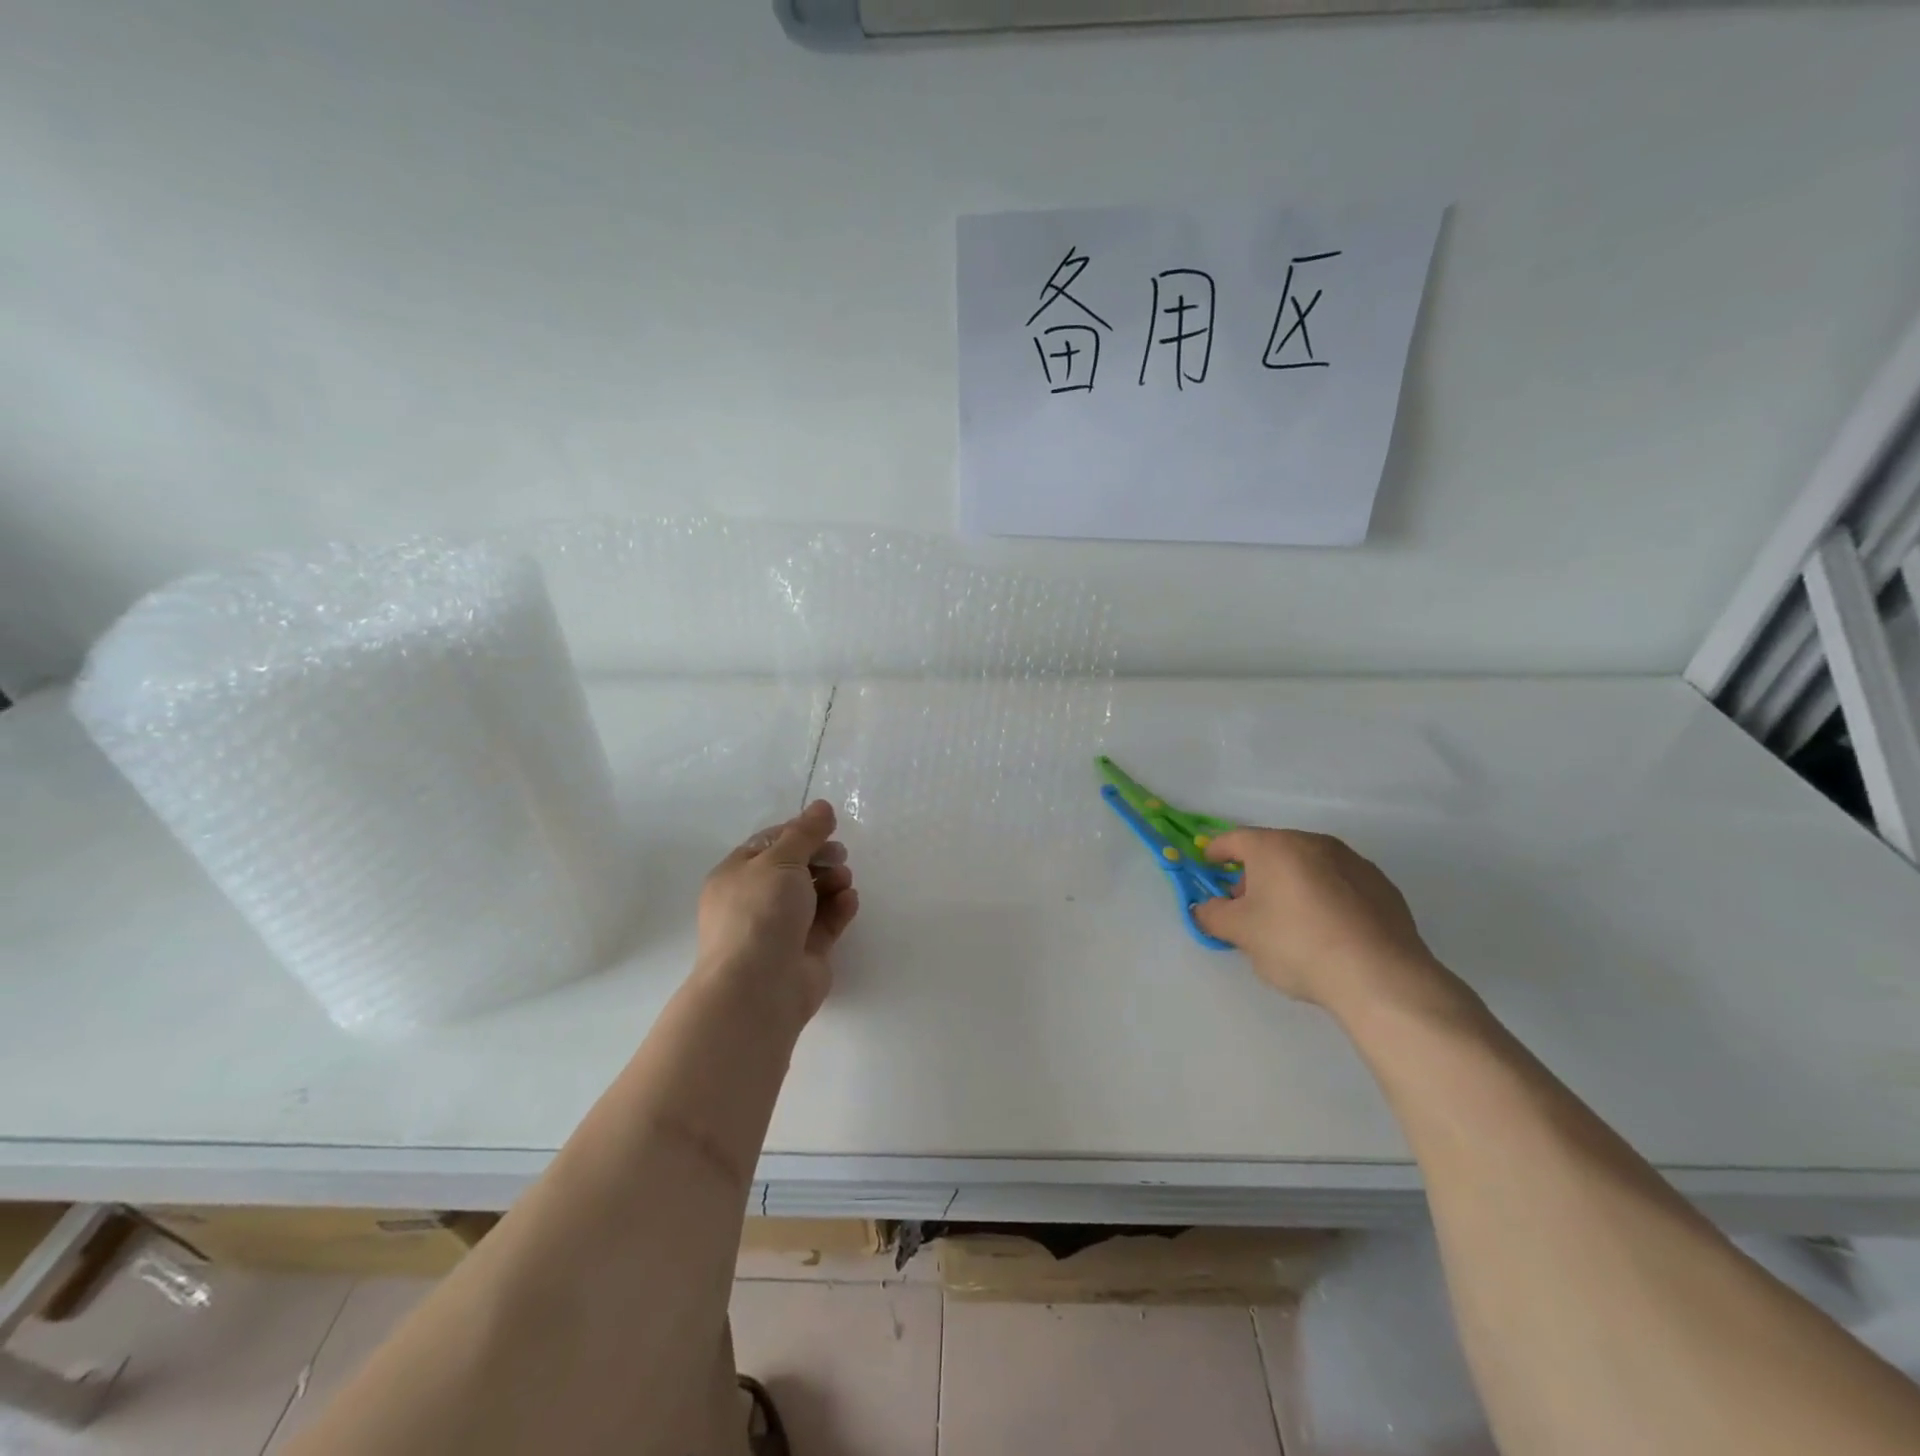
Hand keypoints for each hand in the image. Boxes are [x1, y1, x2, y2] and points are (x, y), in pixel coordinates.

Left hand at [695, 800, 857, 1026]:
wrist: (759, 986)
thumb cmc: (760, 912)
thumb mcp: (781, 860)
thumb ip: (805, 832)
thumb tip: (822, 806)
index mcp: (737, 875)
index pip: (769, 844)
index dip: (799, 833)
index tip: (827, 829)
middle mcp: (755, 901)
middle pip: (793, 869)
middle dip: (820, 858)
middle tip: (840, 855)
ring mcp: (780, 929)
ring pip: (812, 896)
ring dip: (832, 882)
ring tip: (844, 880)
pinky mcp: (804, 952)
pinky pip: (826, 922)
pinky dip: (839, 908)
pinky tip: (849, 900)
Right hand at [1192, 828, 1465, 1023]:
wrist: (1380, 976)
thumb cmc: (1296, 944)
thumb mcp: (1240, 933)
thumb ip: (1213, 915)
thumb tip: (1205, 908)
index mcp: (1276, 846)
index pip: (1235, 839)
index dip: (1216, 852)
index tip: (1208, 865)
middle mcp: (1315, 843)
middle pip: (1273, 851)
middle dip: (1255, 874)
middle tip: (1247, 907)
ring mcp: (1354, 863)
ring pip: (1309, 867)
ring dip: (1291, 885)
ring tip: (1288, 922)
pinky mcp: (1382, 887)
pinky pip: (1340, 885)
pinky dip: (1325, 898)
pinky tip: (1327, 931)